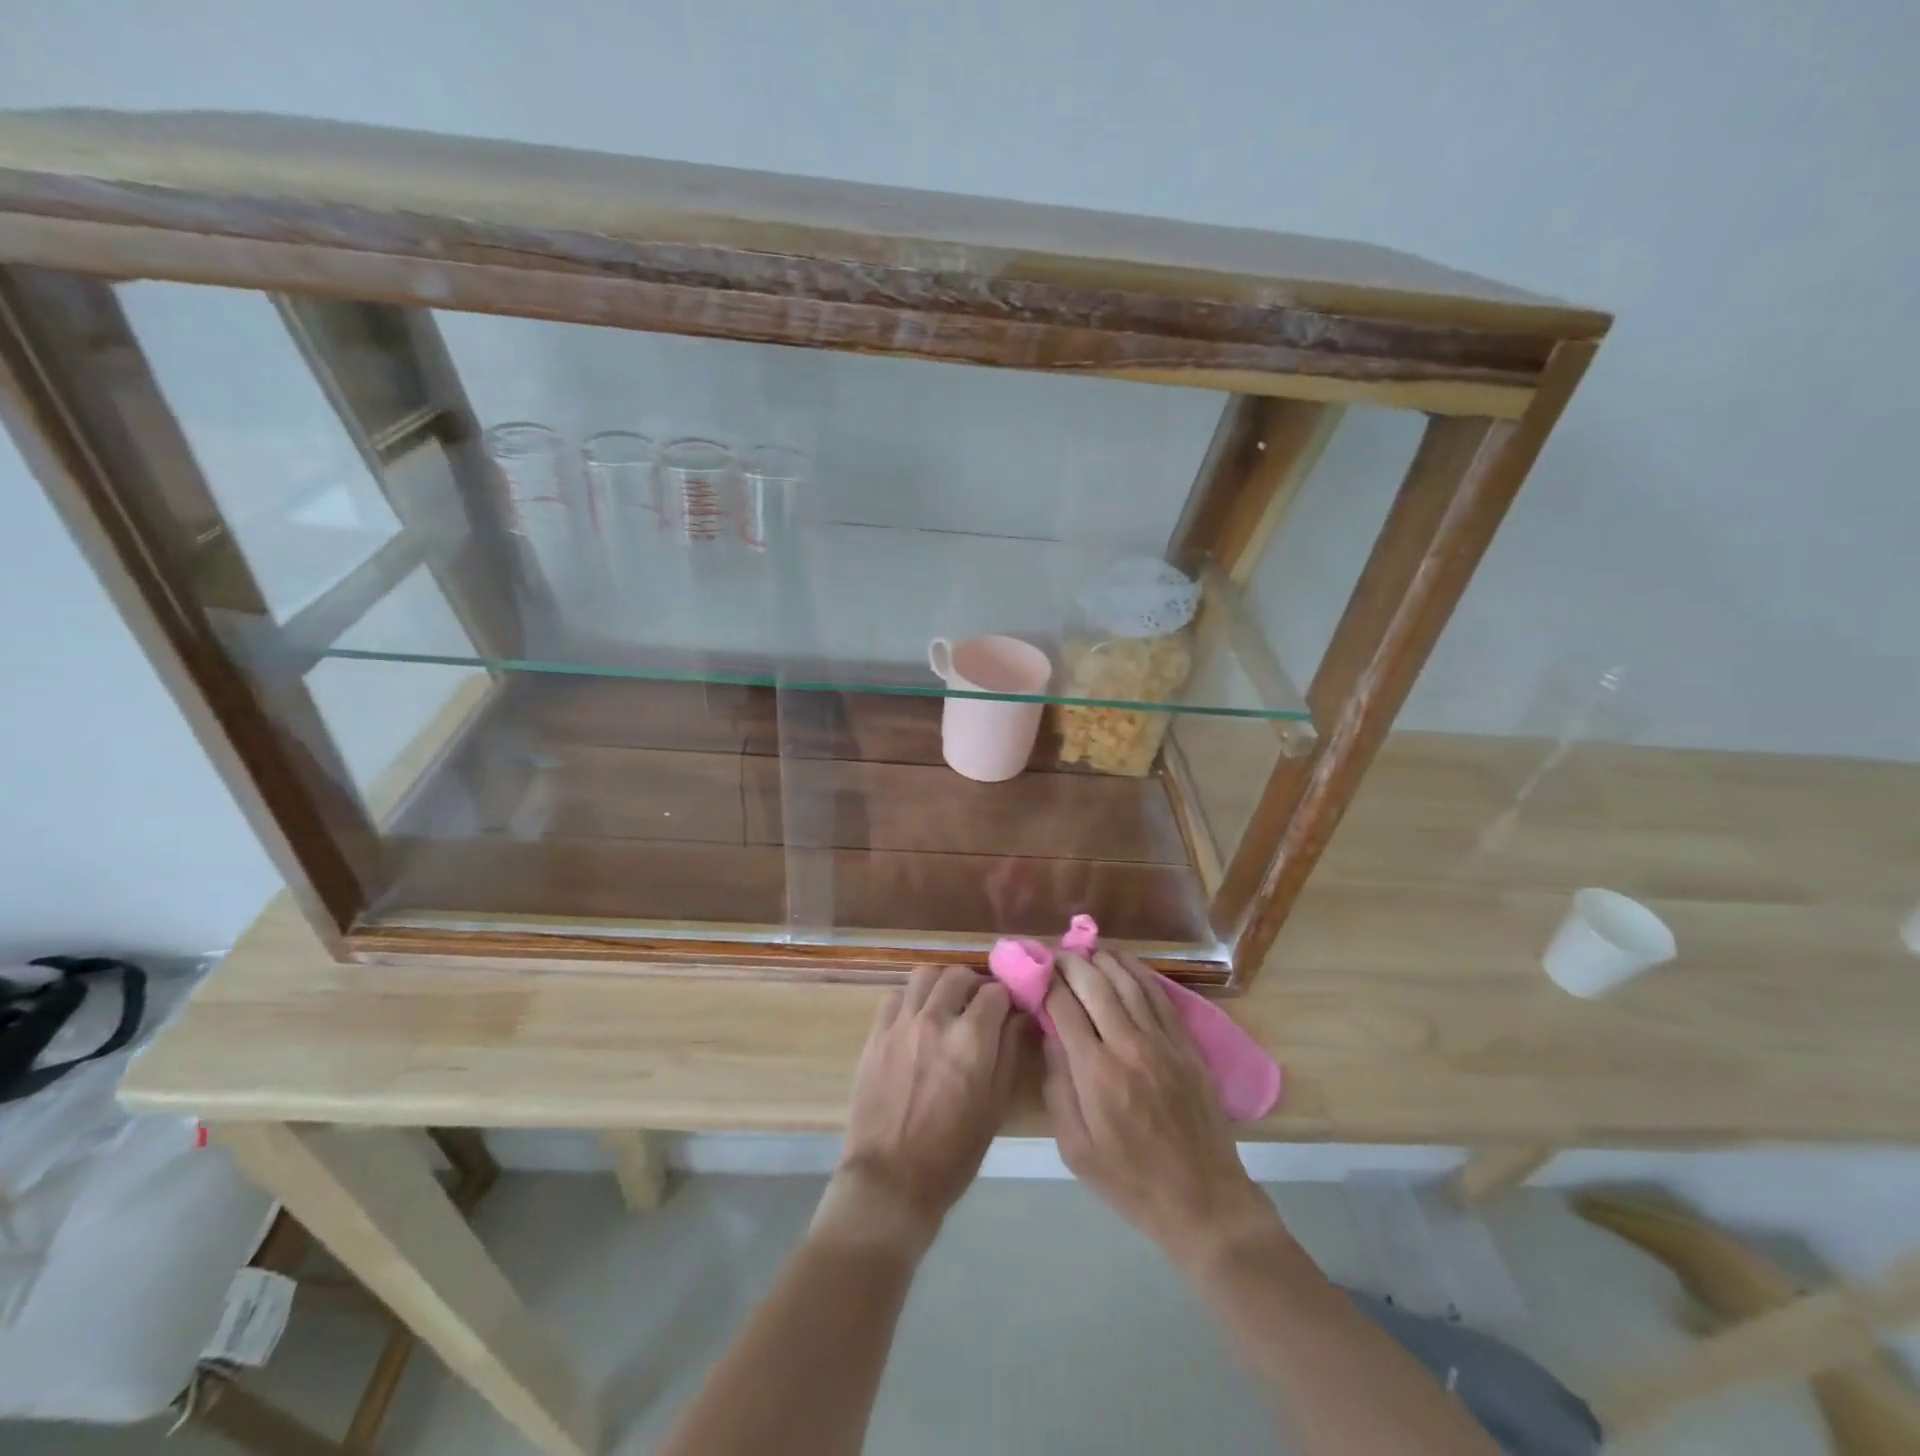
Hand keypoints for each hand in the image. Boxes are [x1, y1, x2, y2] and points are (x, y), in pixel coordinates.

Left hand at [819, 964, 1026, 1255]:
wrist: (891, 1181)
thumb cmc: (953, 1154)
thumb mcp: (995, 1107)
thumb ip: (1010, 1052)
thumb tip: (1020, 1016)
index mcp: (972, 1040)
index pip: (996, 991)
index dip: (1007, 997)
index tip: (1009, 1009)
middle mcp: (936, 1020)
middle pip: (959, 975)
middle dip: (975, 985)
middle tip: (979, 1006)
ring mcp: (902, 1024)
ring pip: (925, 975)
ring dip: (941, 984)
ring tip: (946, 1005)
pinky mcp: (876, 1034)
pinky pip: (895, 996)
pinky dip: (910, 1000)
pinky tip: (915, 1021)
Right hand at [1042, 951, 1280, 1270]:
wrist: (1203, 1202)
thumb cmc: (1130, 1183)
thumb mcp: (1075, 1150)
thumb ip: (1057, 1088)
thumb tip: (1049, 1036)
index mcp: (1096, 1073)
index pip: (1064, 1008)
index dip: (1046, 982)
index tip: (1034, 970)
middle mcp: (1128, 1046)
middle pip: (1095, 985)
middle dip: (1071, 963)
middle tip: (1055, 954)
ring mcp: (1162, 1042)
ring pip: (1128, 982)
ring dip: (1103, 960)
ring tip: (1084, 950)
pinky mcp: (1186, 1045)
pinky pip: (1160, 996)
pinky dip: (1139, 973)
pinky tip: (1124, 963)